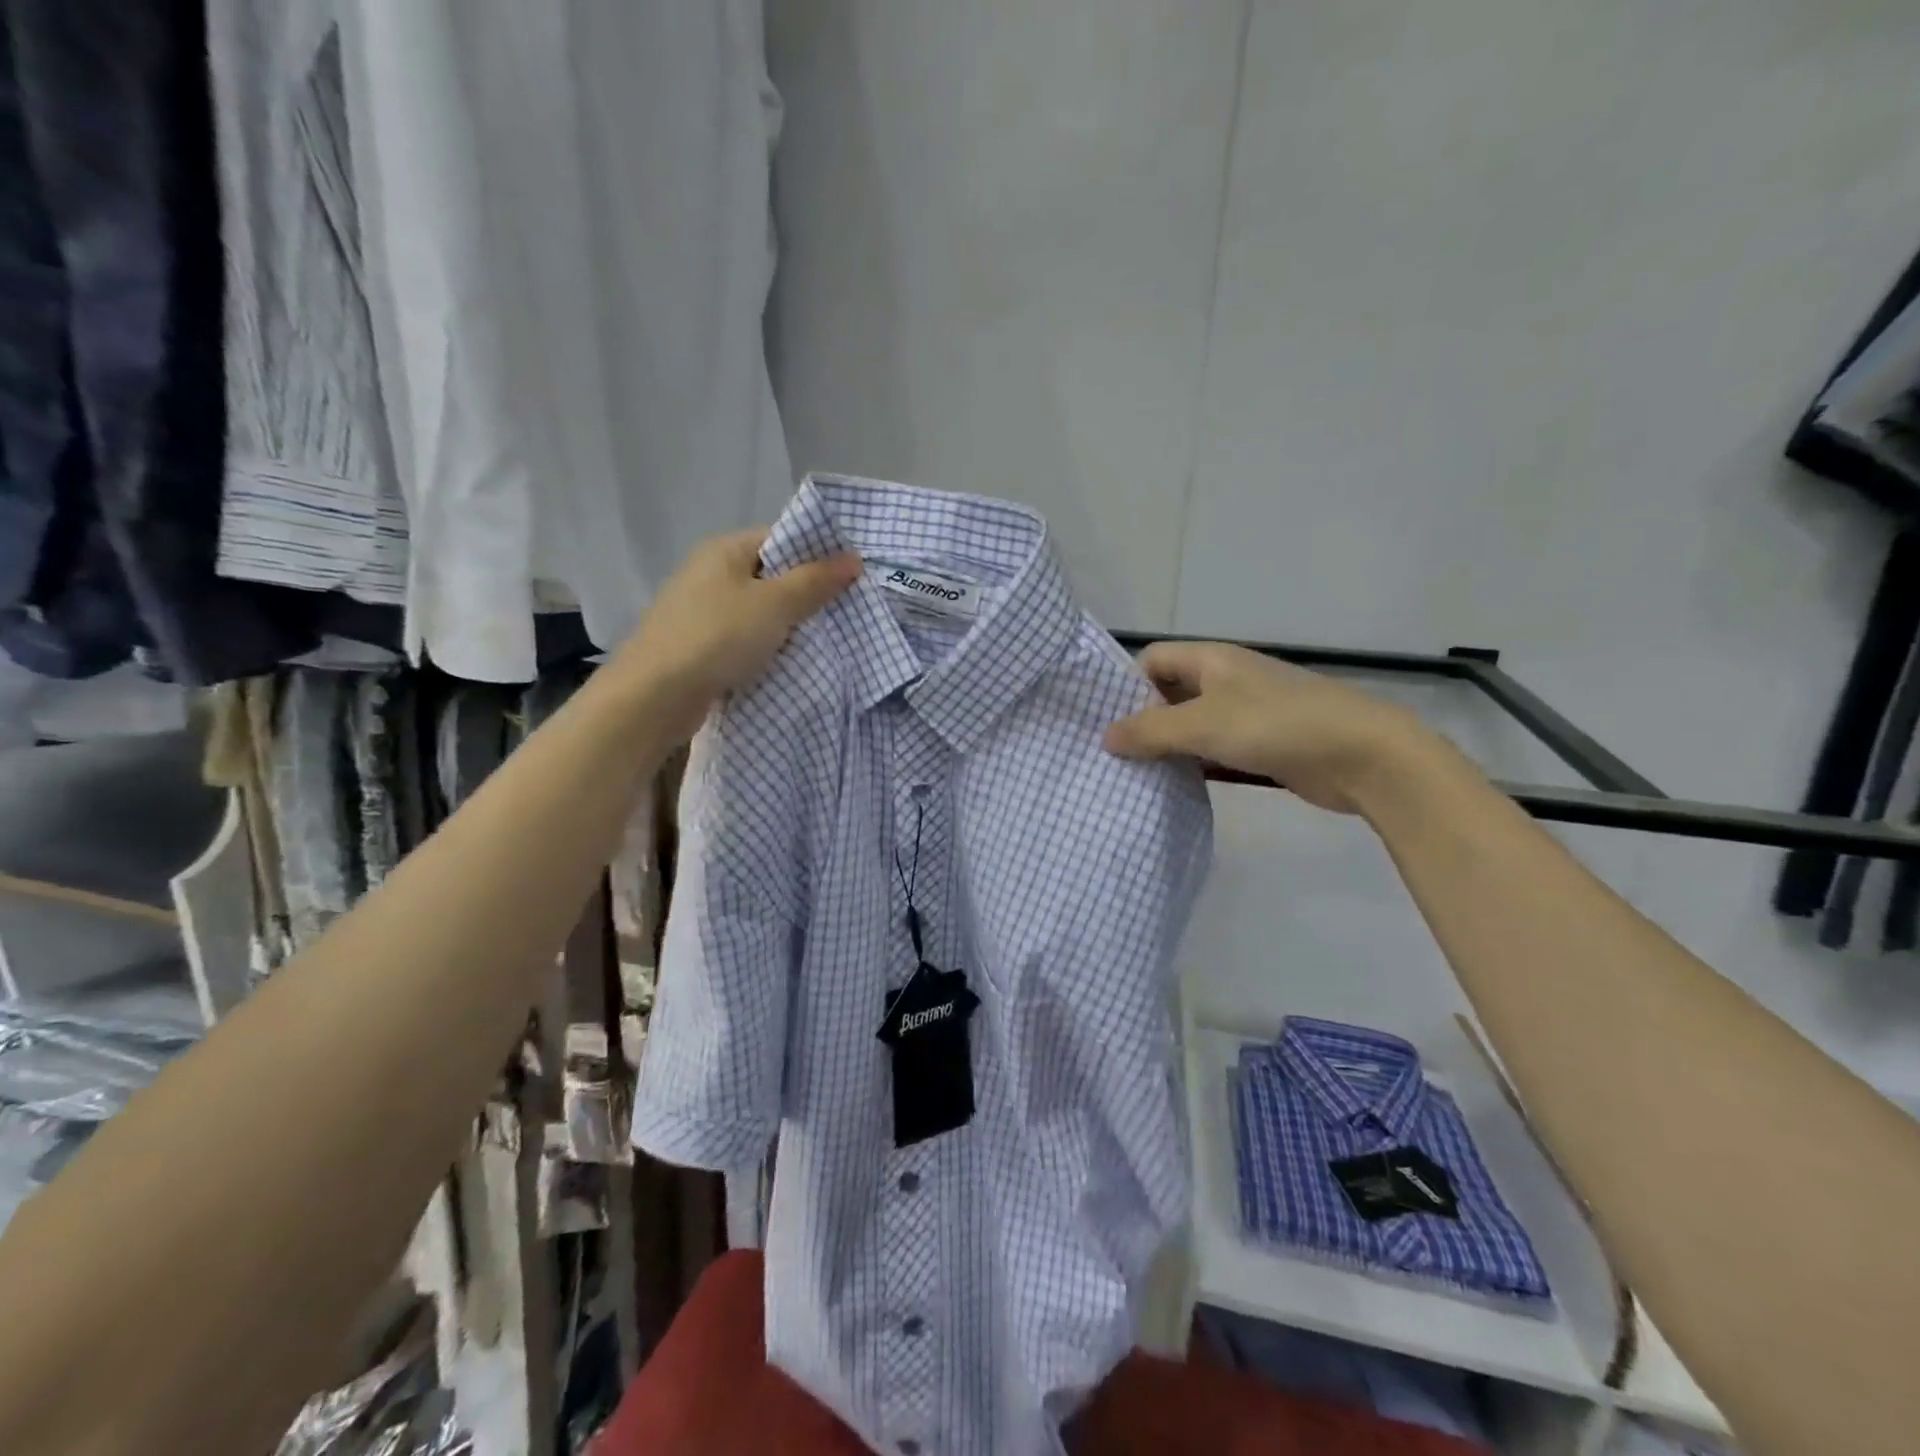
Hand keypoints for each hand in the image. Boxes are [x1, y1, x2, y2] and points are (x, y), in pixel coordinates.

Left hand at [614, 529, 860, 725]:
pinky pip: (744, 640)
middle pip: (771, 576)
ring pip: (759, 612)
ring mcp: (701, 612)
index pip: (781, 539)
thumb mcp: (775, 605)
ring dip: (788, 626)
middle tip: (846, 612)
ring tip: (825, 640)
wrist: (655, 696)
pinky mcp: (699, 647)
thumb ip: (815, 581)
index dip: (817, 555)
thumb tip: (853, 559)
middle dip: (807, 594)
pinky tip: (789, 663)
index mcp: (725, 550)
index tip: (851, 578)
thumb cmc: (717, 637)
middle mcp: (710, 574)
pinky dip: (766, 649)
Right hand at [1104, 641, 1441, 815]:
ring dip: (1167, 746)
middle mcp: (1225, 679)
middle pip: (1169, 692)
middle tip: (1114, 755)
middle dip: (1142, 720)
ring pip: (1191, 724)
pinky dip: (1194, 763)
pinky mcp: (1261, 744)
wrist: (1362, 755)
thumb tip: (1105, 738)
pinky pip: (1214, 748)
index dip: (1127, 687)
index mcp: (1211, 659)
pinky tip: (1175, 786)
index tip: (1110, 724)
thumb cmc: (1275, 725)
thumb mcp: (1203, 724)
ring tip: (1134, 774)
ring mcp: (1245, 712)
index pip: (1152, 660)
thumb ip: (1150, 731)